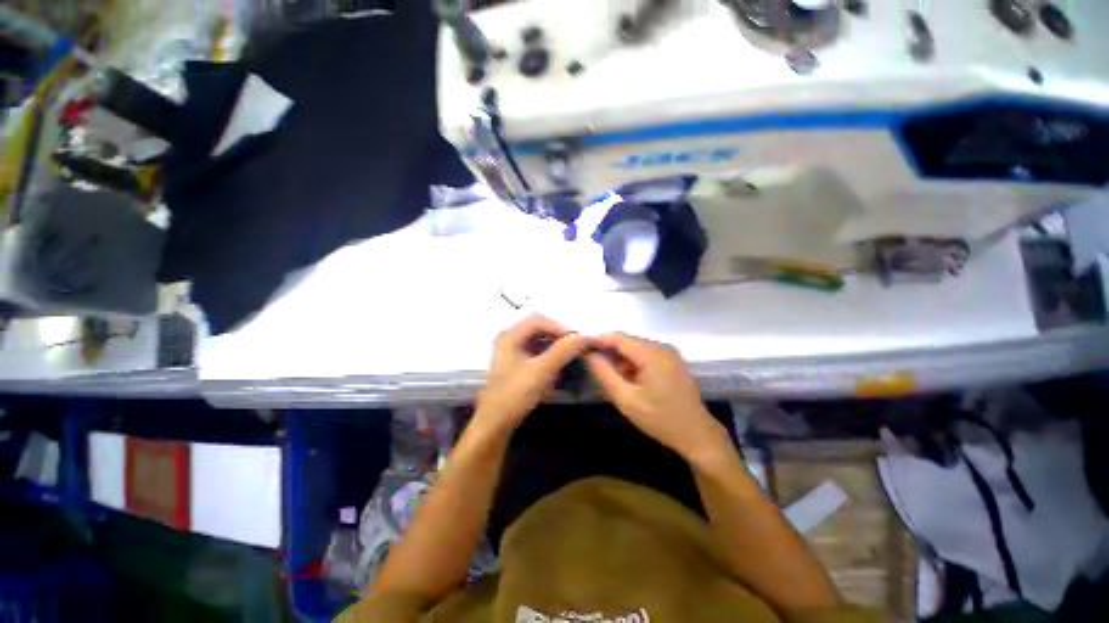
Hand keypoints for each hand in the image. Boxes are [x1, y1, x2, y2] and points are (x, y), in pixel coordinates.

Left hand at [476, 315, 591, 432]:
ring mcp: (510, 351)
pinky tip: (558, 364)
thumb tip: (584, 336)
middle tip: (575, 345)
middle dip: (557, 335)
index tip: (577, 339)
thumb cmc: (515, 394)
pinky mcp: (514, 363)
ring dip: (554, 344)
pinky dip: (548, 354)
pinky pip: (535, 350)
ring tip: (570, 353)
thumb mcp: (542, 371)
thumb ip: (563, 351)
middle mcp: (508, 338)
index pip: (538, 320)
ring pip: (537, 339)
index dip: (559, 326)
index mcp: (509, 335)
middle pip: (537, 327)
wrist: (496, 423)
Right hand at [586, 333, 730, 462]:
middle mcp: (662, 347)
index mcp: (652, 354)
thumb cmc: (660, 420)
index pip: (618, 337)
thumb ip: (604, 374)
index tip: (581, 348)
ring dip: (620, 360)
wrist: (698, 435)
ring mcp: (669, 353)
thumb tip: (589, 355)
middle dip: (609, 352)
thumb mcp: (626, 399)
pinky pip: (645, 355)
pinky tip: (629, 381)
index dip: (597, 340)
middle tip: (594, 368)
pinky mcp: (671, 360)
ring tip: (612, 380)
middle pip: (627, 342)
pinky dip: (633, 364)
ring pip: (635, 349)